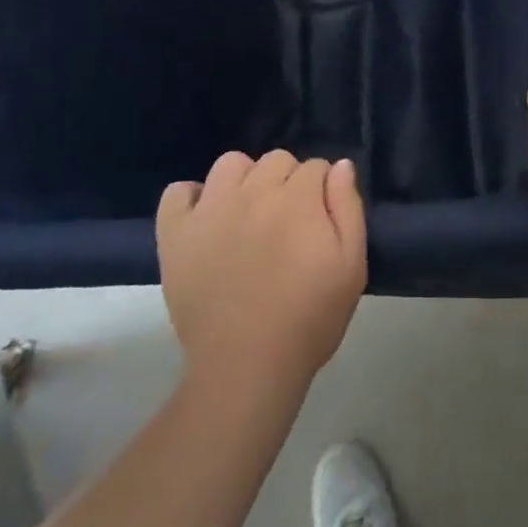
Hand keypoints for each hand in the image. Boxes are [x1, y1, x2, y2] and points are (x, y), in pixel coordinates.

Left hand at [157, 152, 367, 394]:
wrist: (247, 366)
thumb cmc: (309, 319)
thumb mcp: (351, 266)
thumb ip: (348, 208)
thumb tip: (339, 166)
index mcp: (297, 199)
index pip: (316, 167)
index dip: (322, 192)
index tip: (320, 221)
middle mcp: (252, 192)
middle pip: (276, 160)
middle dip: (289, 182)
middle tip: (289, 224)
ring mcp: (209, 210)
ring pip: (231, 164)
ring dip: (246, 181)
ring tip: (249, 216)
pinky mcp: (175, 233)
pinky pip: (178, 191)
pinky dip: (192, 198)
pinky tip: (208, 220)